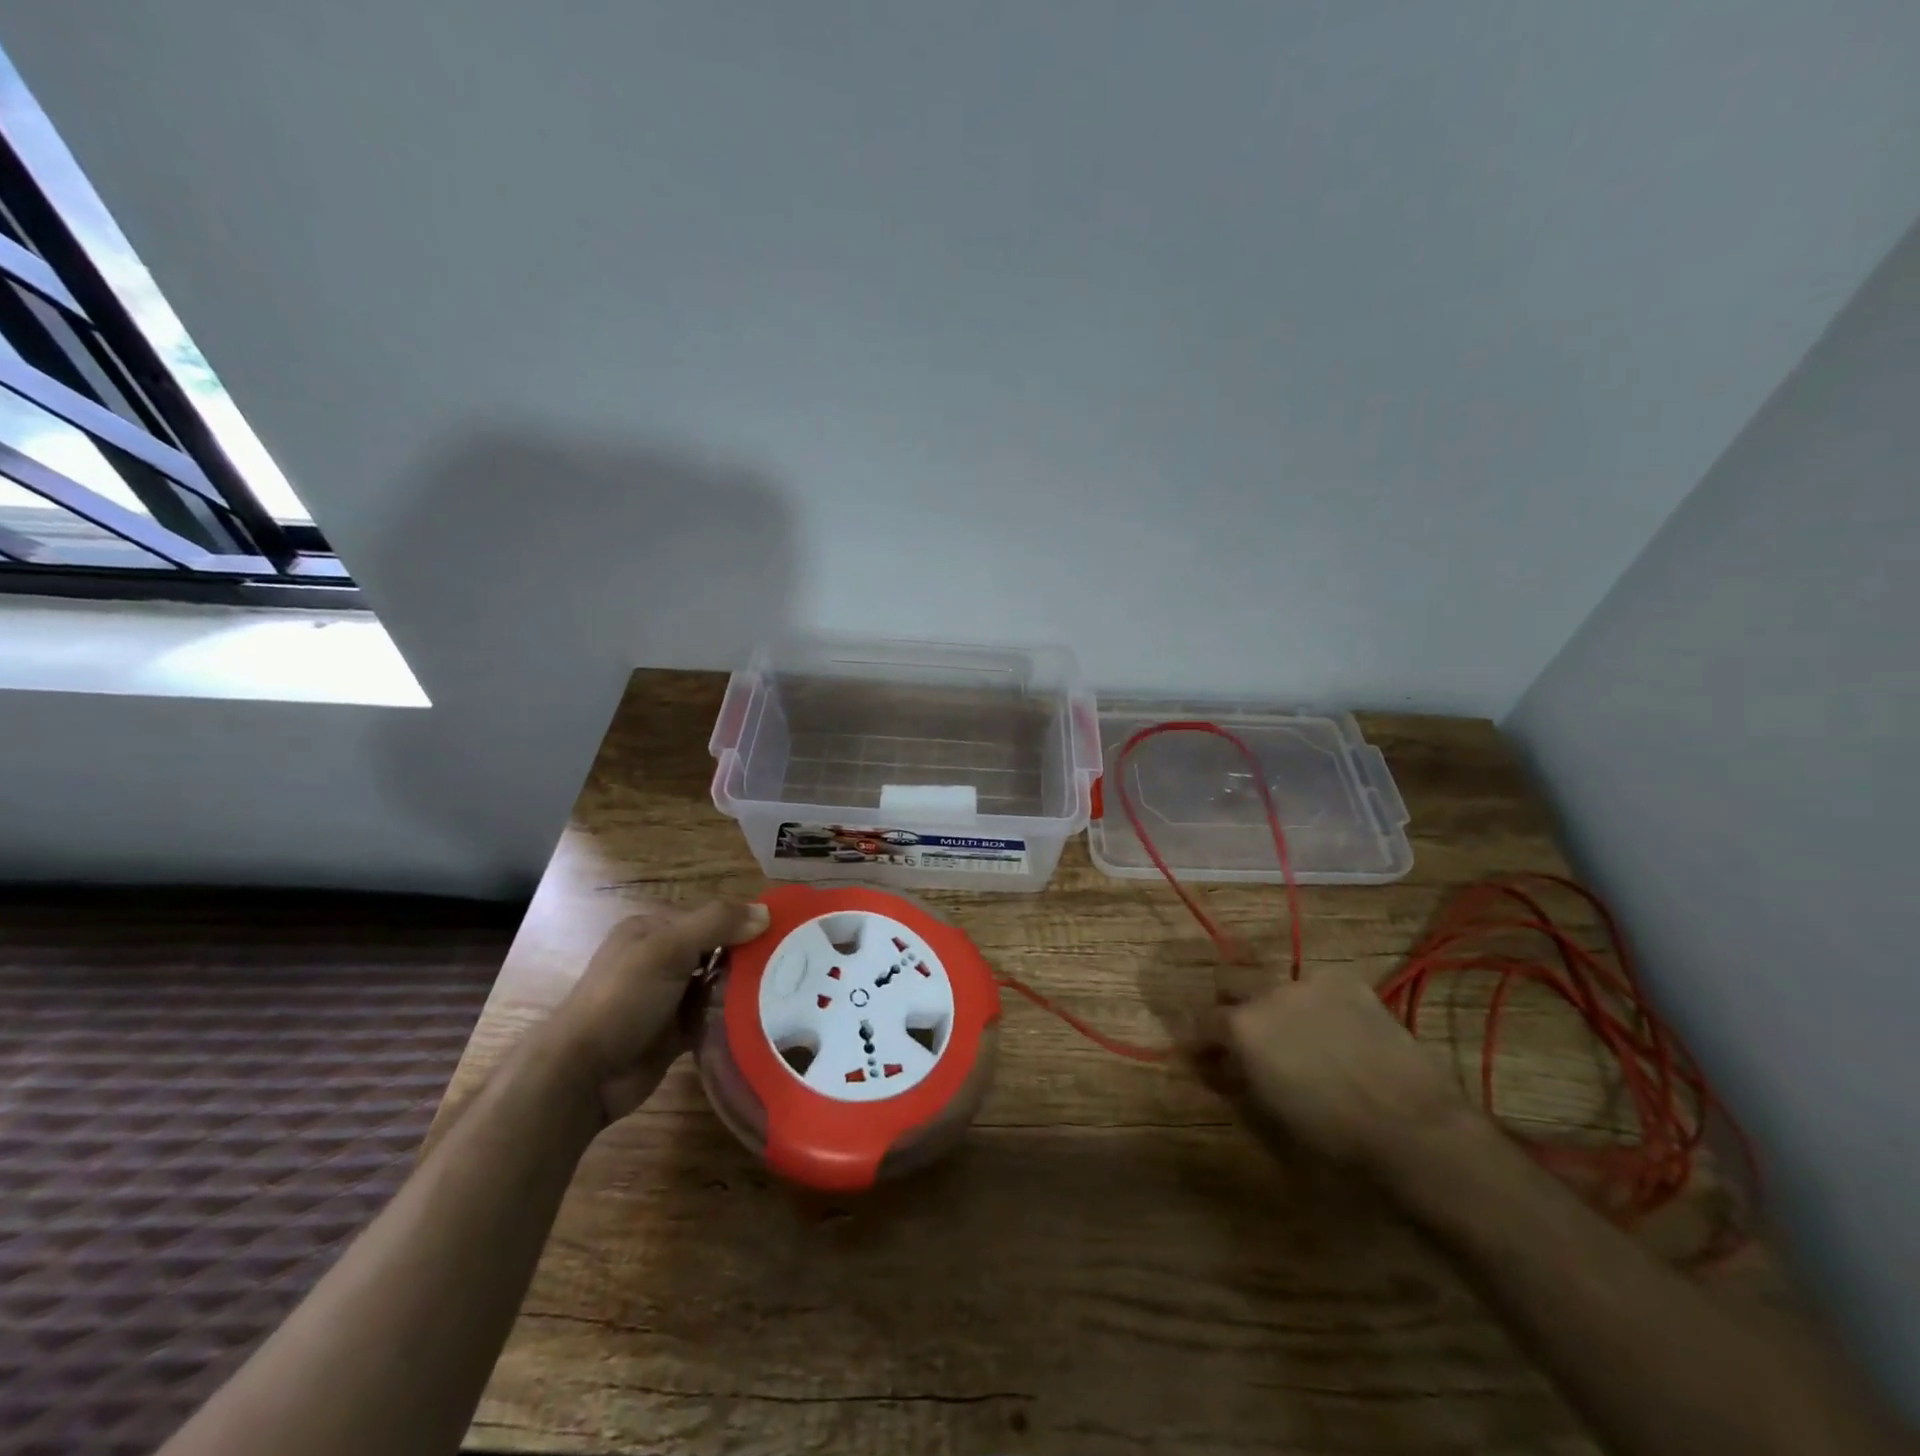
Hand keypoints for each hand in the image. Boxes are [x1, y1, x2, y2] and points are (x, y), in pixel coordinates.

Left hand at [542, 899, 769, 1123]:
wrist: (583, 1075)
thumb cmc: (623, 999)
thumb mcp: (668, 948)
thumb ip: (716, 924)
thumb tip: (767, 913)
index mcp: (653, 931)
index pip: (710, 919)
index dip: (744, 925)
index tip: (783, 936)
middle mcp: (661, 960)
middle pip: (717, 951)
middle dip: (749, 958)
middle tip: (793, 967)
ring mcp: (668, 999)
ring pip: (717, 986)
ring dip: (744, 990)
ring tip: (787, 993)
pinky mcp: (675, 1033)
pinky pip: (713, 1018)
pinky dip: (732, 1018)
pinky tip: (763, 1020)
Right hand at [1198, 970, 1474, 1175]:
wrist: (1414, 1128)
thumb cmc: (1333, 1137)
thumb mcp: (1268, 1116)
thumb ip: (1236, 1080)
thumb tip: (1220, 1065)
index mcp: (1241, 1027)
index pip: (1199, 1020)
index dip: (1199, 1040)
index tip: (1205, 1057)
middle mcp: (1267, 993)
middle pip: (1228, 978)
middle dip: (1227, 1002)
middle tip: (1243, 1035)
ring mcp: (1310, 982)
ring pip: (1274, 978)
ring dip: (1272, 1000)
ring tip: (1294, 1033)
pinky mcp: (1349, 983)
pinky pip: (1317, 985)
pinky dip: (1315, 1003)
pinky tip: (1335, 1031)